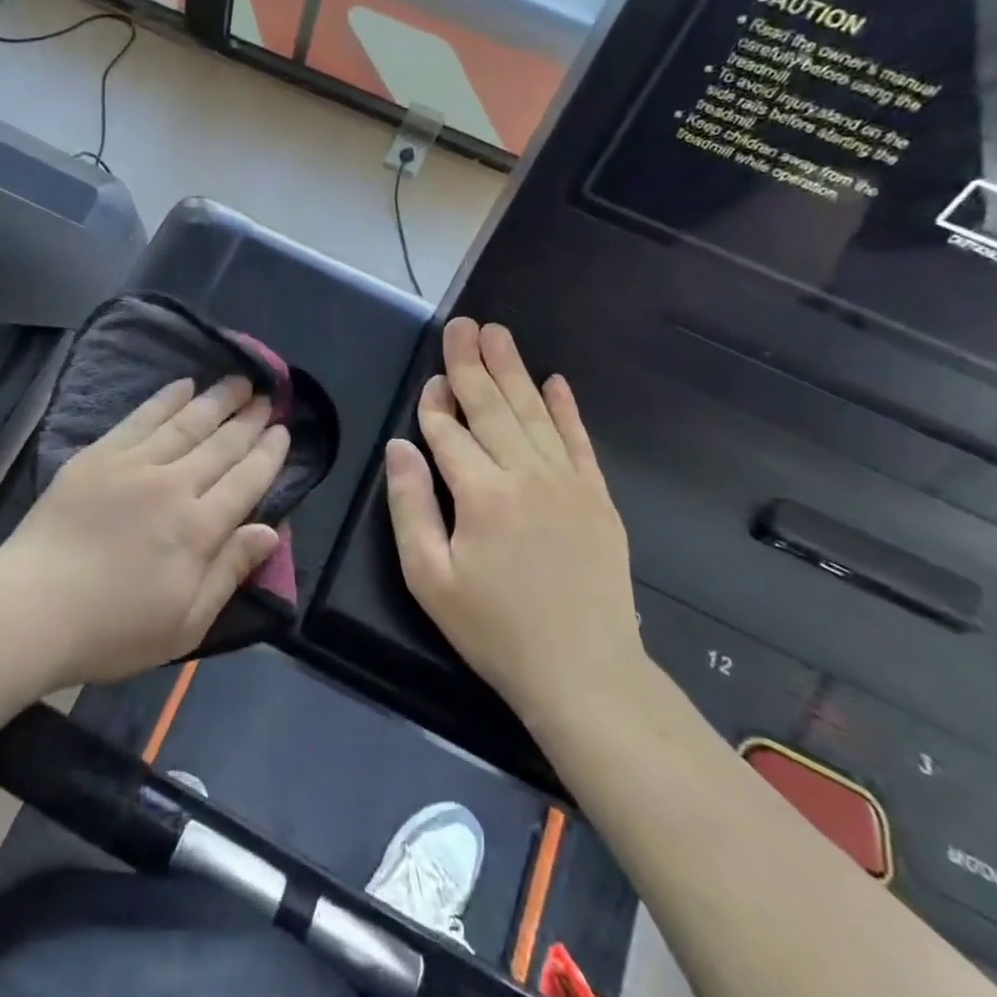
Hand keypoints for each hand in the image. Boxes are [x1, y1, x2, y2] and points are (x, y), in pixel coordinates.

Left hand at [0, 376, 289, 687]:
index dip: (268, 455)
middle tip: (269, 397)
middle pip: (221, 446)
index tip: (283, 431)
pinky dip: (165, 399)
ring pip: (186, 424)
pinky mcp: (99, 455)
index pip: (246, 482)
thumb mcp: (185, 623)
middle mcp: (174, 486)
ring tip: (239, 380)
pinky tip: (183, 385)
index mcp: (199, 530)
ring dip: (216, 400)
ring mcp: (134, 465)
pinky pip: (141, 418)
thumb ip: (230, 571)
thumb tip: (271, 531)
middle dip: (249, 420)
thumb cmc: (112, 630)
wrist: (32, 608)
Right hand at [384, 318, 642, 738]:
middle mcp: (525, 474)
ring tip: (498, 333)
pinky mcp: (597, 497)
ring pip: (533, 412)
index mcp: (480, 493)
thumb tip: (399, 447)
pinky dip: (566, 408)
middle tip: (463, 323)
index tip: (430, 381)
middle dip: (472, 363)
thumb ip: (409, 506)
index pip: (449, 432)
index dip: (434, 404)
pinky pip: (578, 440)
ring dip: (513, 370)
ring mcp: (567, 482)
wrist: (585, 673)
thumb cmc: (494, 629)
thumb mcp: (429, 578)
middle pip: (492, 406)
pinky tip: (555, 380)